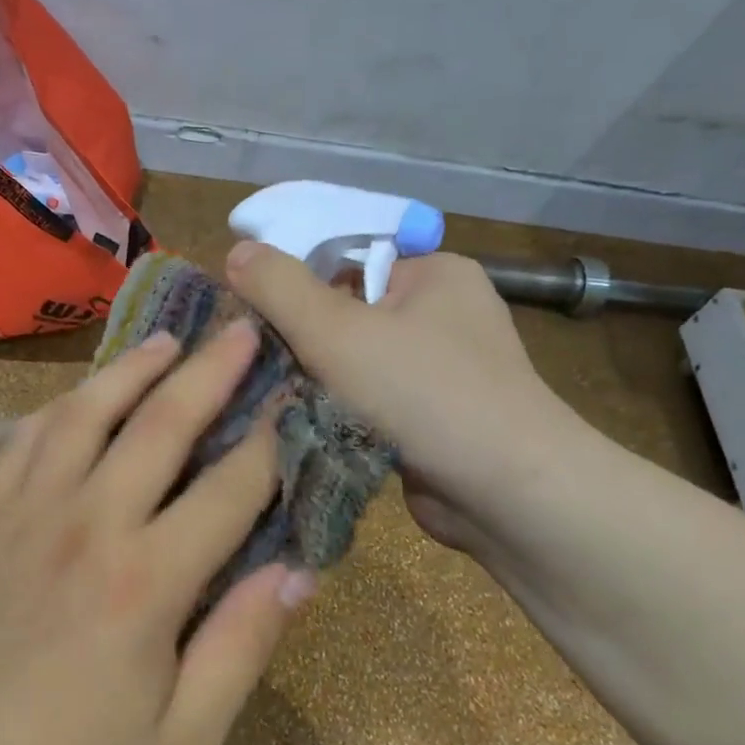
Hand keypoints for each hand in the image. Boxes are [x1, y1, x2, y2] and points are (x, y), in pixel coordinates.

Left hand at [0, 319, 307, 744]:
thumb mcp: (180, 743)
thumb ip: (243, 648)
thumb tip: (298, 570)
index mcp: (147, 581)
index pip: (231, 488)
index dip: (273, 439)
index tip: (299, 398)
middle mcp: (91, 522)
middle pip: (163, 423)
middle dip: (212, 370)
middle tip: (245, 329)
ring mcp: (31, 510)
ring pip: (89, 411)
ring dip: (134, 367)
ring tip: (169, 339)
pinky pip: (28, 437)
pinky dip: (63, 404)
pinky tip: (83, 394)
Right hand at [224, 242, 581, 559]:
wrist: (507, 494)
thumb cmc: (424, 392)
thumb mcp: (337, 330)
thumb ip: (280, 287)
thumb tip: (237, 250)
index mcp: (434, 274)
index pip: (348, 259)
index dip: (297, 280)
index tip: (252, 310)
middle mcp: (443, 314)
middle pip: (349, 312)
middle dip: (303, 338)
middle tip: (254, 357)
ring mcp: (442, 371)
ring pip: (356, 362)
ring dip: (318, 379)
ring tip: (270, 391)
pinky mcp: (433, 419)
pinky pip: (371, 400)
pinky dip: (340, 410)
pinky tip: (304, 422)